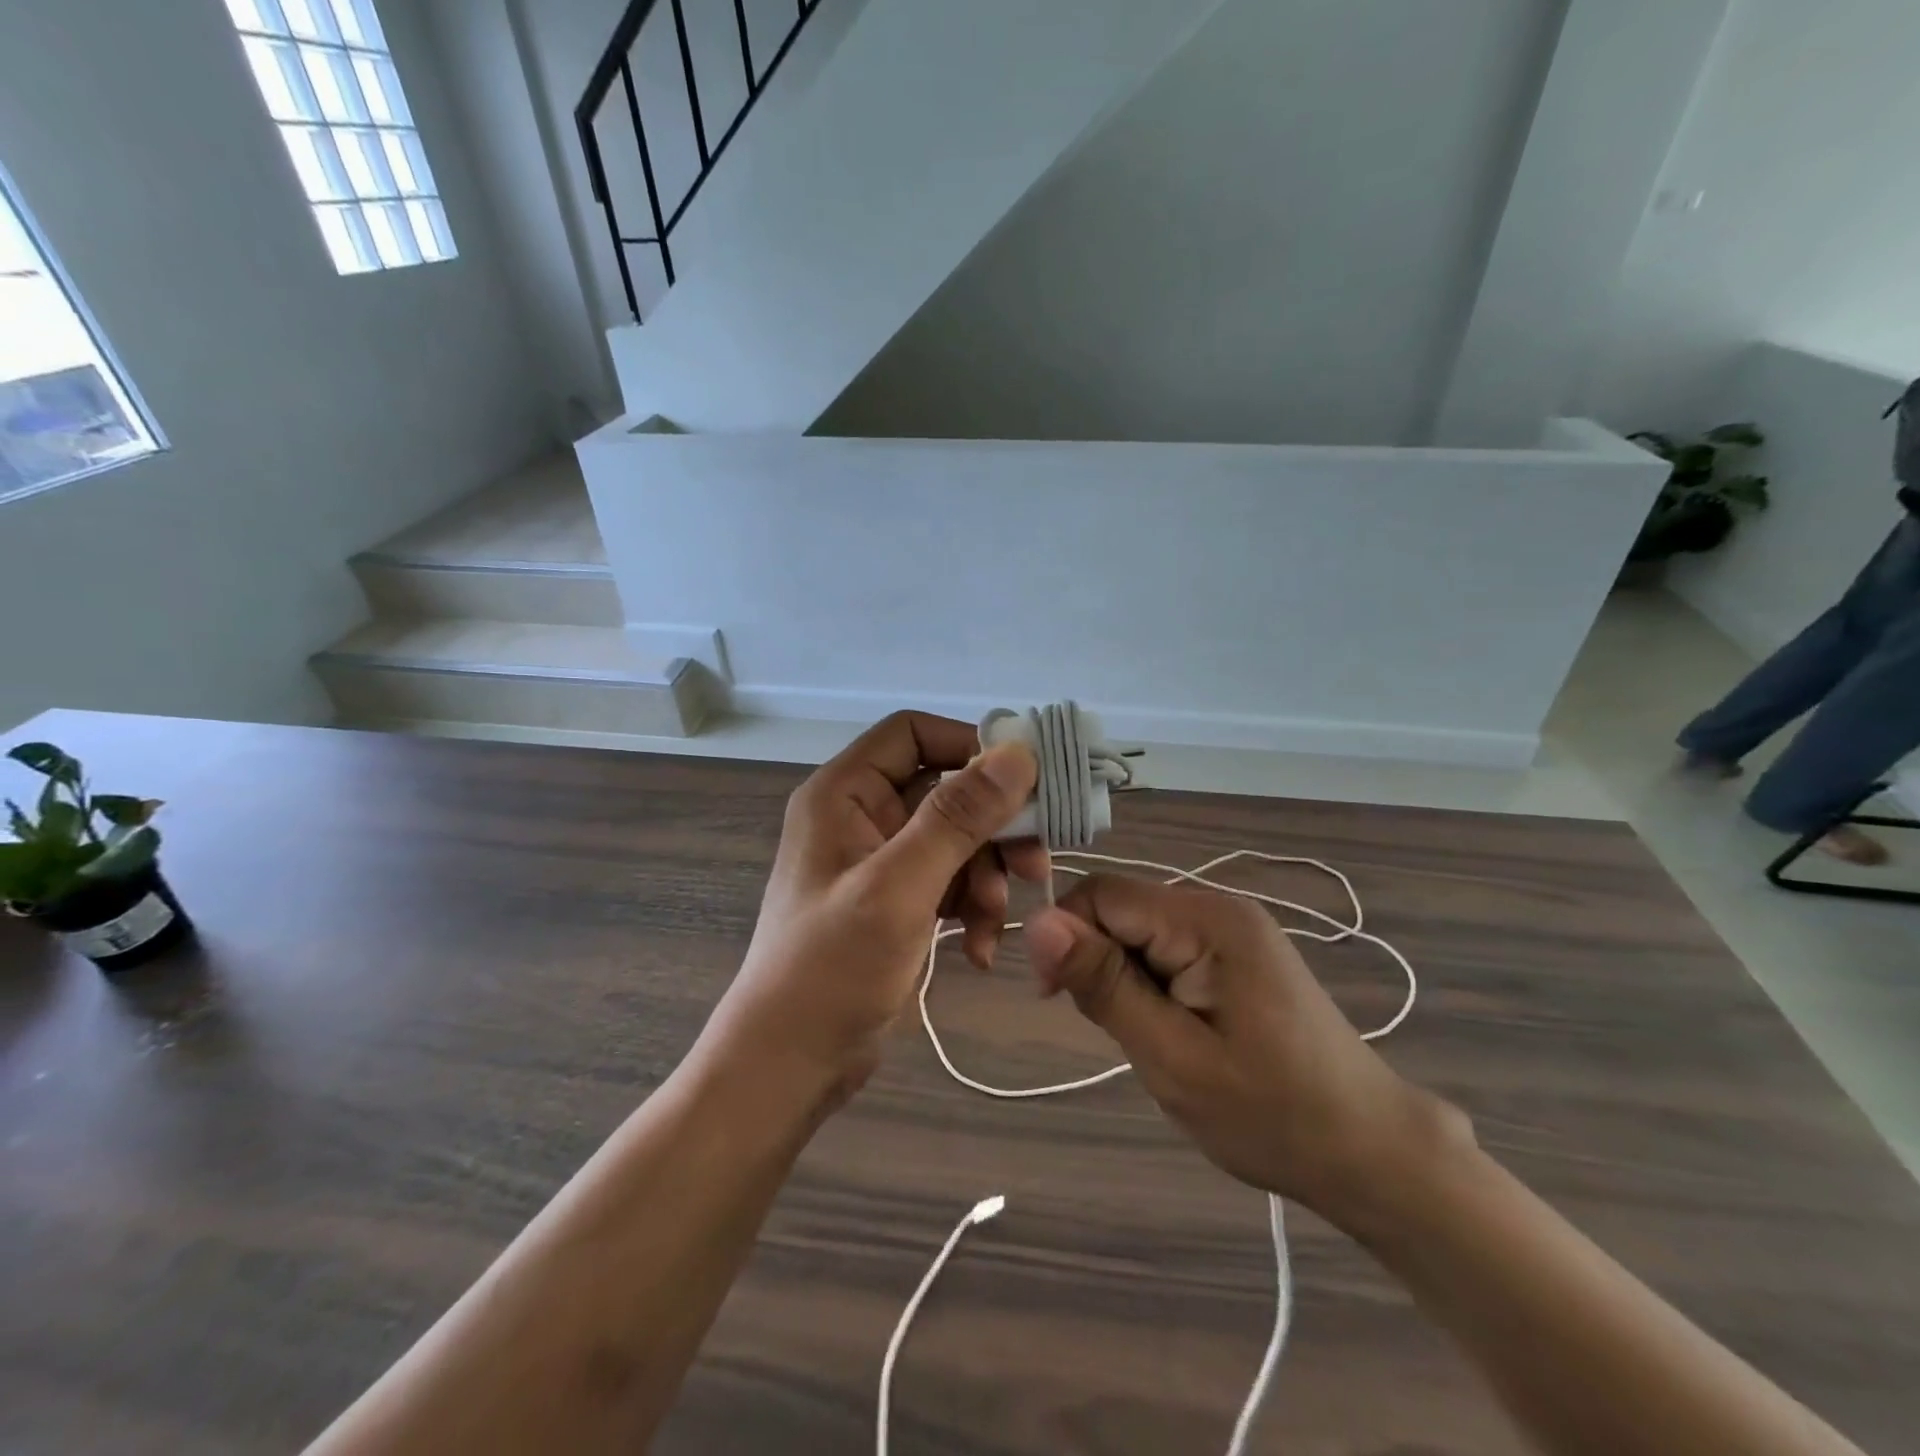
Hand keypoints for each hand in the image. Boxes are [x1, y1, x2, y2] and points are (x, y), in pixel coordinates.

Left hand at [700, 712, 1044, 1109]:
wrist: (790, 1064)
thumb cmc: (831, 969)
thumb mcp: (899, 888)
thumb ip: (957, 817)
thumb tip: (1016, 752)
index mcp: (844, 793)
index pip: (914, 734)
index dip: (970, 747)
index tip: (1024, 782)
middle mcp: (862, 816)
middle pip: (946, 790)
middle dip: (992, 828)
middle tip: (1034, 863)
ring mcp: (880, 861)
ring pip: (957, 840)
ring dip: (986, 877)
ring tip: (991, 923)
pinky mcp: (897, 901)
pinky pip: (949, 882)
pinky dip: (970, 908)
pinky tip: (977, 951)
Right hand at [1023, 877, 1465, 1228]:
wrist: (1370, 1150)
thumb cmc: (1270, 1114)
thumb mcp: (1172, 1056)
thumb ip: (1103, 984)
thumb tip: (1037, 923)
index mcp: (1207, 919)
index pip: (1102, 894)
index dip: (1065, 937)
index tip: (1055, 1000)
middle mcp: (1220, 906)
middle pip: (1121, 909)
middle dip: (1098, 962)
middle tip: (1119, 1034)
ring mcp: (1233, 927)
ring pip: (1140, 931)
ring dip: (1125, 978)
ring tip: (1153, 1039)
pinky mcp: (1239, 951)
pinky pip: (1167, 947)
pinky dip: (1151, 984)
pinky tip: (1174, 1028)